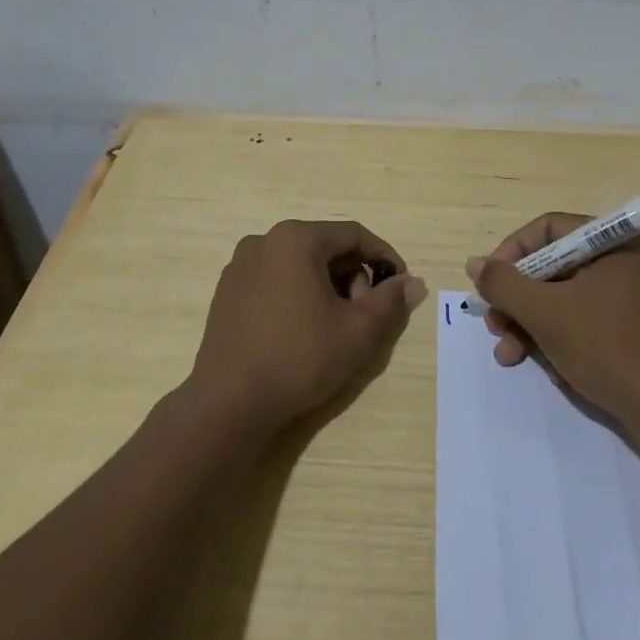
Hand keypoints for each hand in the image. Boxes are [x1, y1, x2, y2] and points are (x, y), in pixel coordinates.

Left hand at [187, 219, 425, 433]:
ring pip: (300, 266)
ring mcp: (240, 267)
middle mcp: (264, 241)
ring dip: (328, 289)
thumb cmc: (299, 357)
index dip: (384, 257)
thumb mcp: (357, 331)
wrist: (228, 404)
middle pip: (325, 248)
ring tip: (336, 329)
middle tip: (366, 316)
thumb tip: (413, 283)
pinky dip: (298, 297)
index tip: (400, 287)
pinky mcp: (227, 294)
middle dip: (354, 278)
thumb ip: (390, 301)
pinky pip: (275, 282)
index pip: (354, 235)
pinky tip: (303, 333)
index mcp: (295, 239)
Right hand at [467, 212, 639, 430]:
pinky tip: (549, 368)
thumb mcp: (546, 314)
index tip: (489, 285)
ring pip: (564, 297)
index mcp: (614, 242)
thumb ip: (504, 284)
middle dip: (518, 300)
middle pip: (553, 266)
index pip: (548, 229)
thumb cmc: (607, 349)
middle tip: (495, 326)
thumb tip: (474, 263)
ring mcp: (630, 297)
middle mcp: (624, 261)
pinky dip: (559, 338)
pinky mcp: (631, 329)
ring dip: (531, 324)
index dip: (511, 253)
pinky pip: (583, 320)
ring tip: (509, 355)